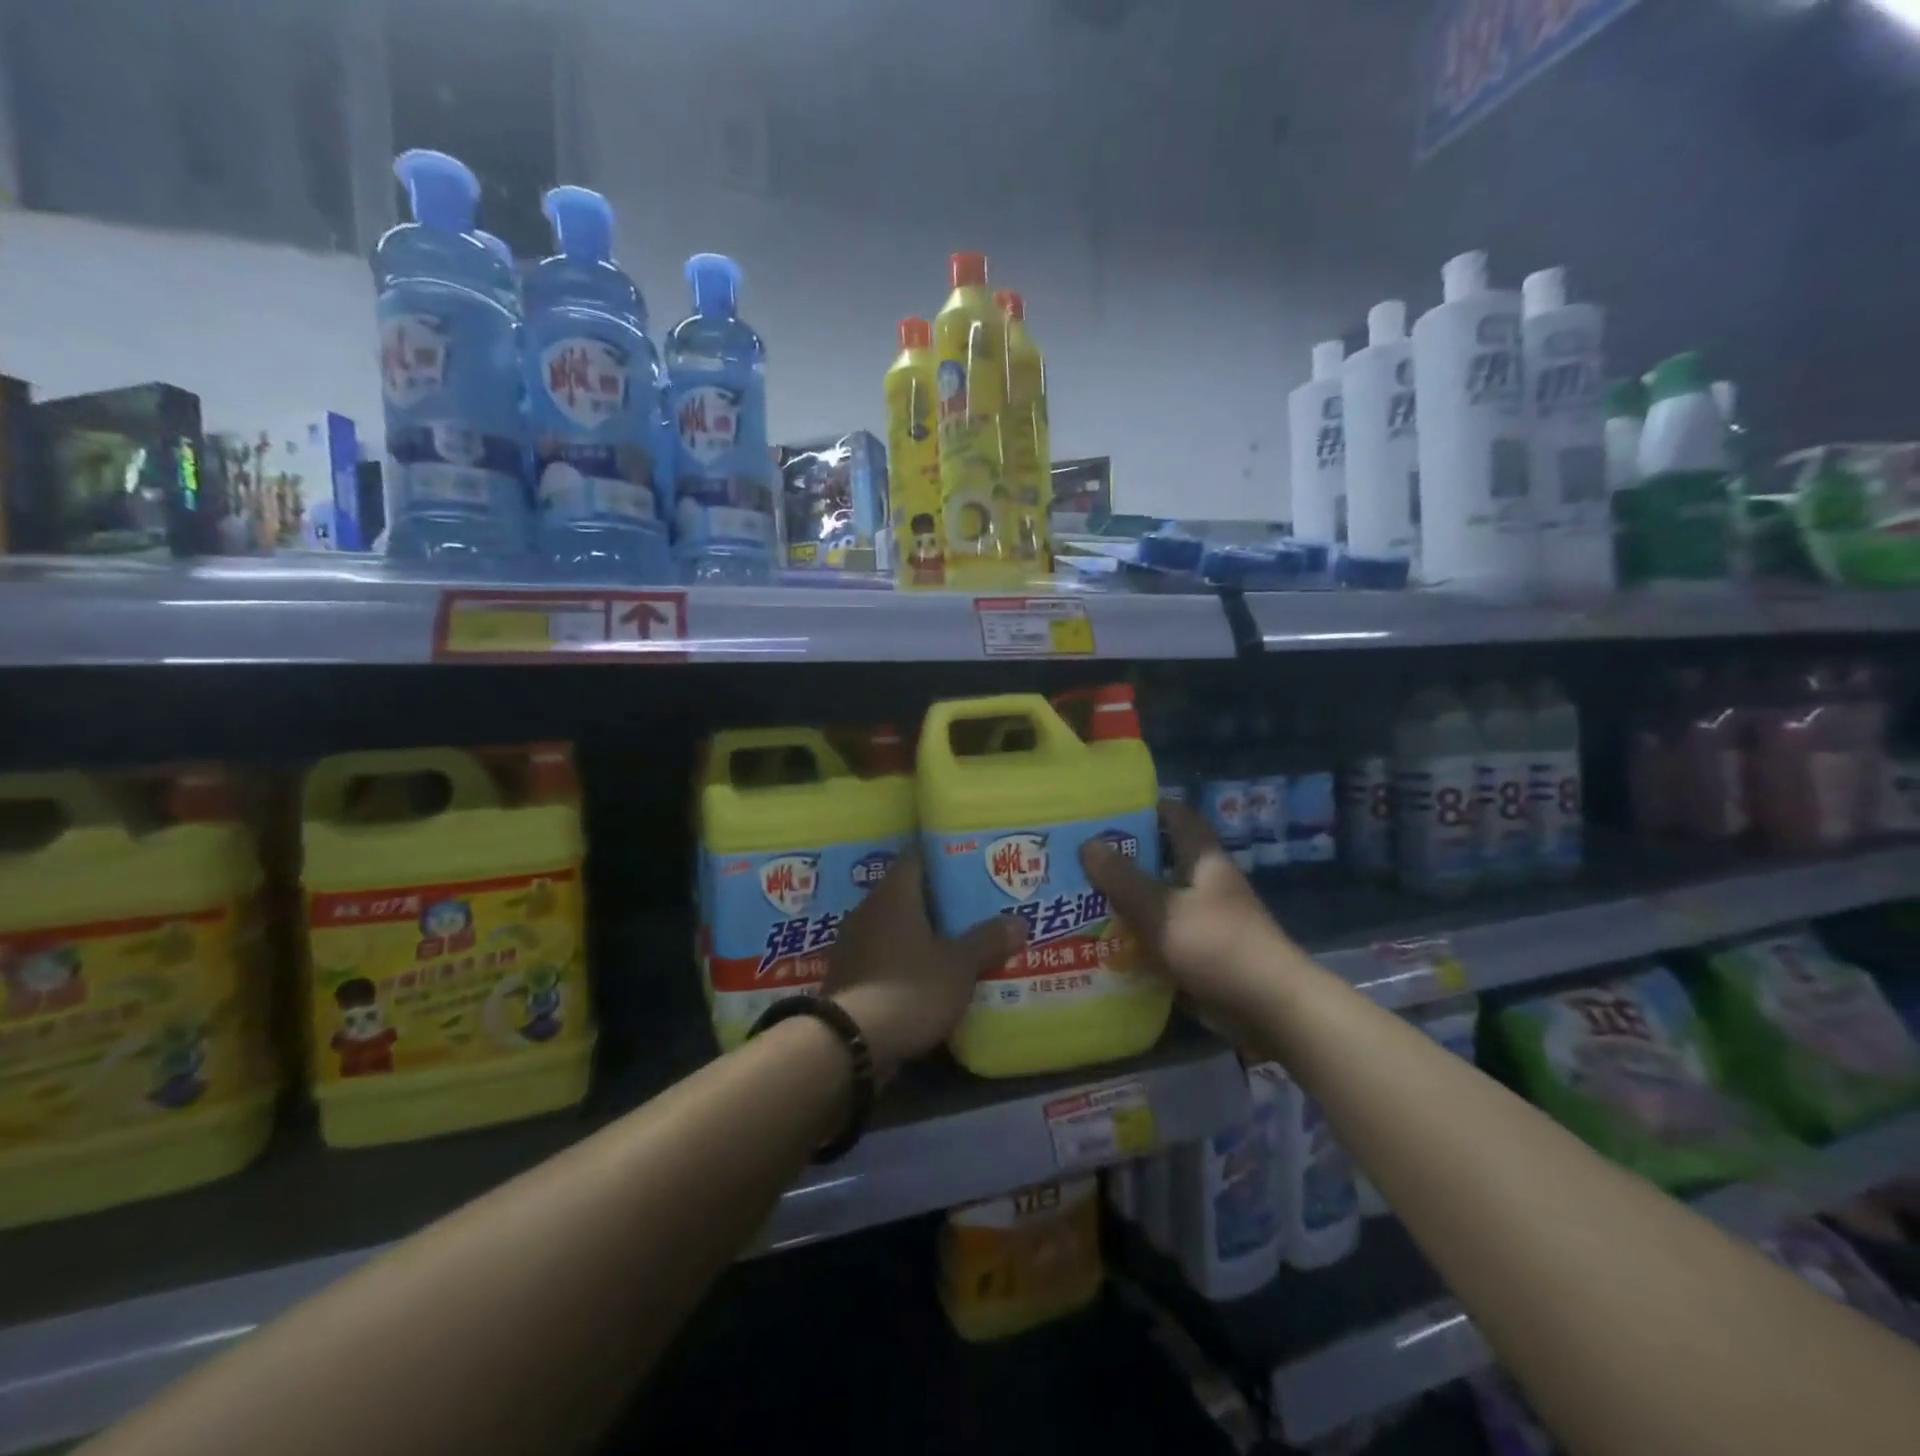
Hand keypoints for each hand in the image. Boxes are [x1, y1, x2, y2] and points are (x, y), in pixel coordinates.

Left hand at [822, 848, 1026, 1077]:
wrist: (852, 1042)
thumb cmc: (911, 988)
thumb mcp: (960, 966)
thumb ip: (988, 940)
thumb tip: (1019, 921)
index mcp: (893, 894)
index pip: (917, 856)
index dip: (944, 857)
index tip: (970, 862)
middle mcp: (868, 909)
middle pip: (907, 891)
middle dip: (939, 898)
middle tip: (974, 903)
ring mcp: (853, 942)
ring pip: (895, 925)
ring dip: (922, 931)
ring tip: (958, 938)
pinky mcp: (848, 973)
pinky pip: (883, 953)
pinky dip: (905, 957)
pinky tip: (930, 972)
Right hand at [1080, 801, 1293, 1044]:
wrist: (1268, 1010)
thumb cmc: (1216, 946)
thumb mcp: (1160, 909)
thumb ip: (1122, 878)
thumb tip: (1088, 844)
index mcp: (1203, 861)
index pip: (1177, 817)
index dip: (1146, 808)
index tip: (1106, 811)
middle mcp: (1206, 885)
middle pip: (1161, 861)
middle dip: (1123, 860)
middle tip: (1078, 859)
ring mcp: (1206, 922)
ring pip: (1158, 903)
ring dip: (1126, 903)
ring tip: (1079, 901)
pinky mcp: (1202, 956)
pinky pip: (1162, 939)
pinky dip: (1137, 941)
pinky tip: (1102, 946)